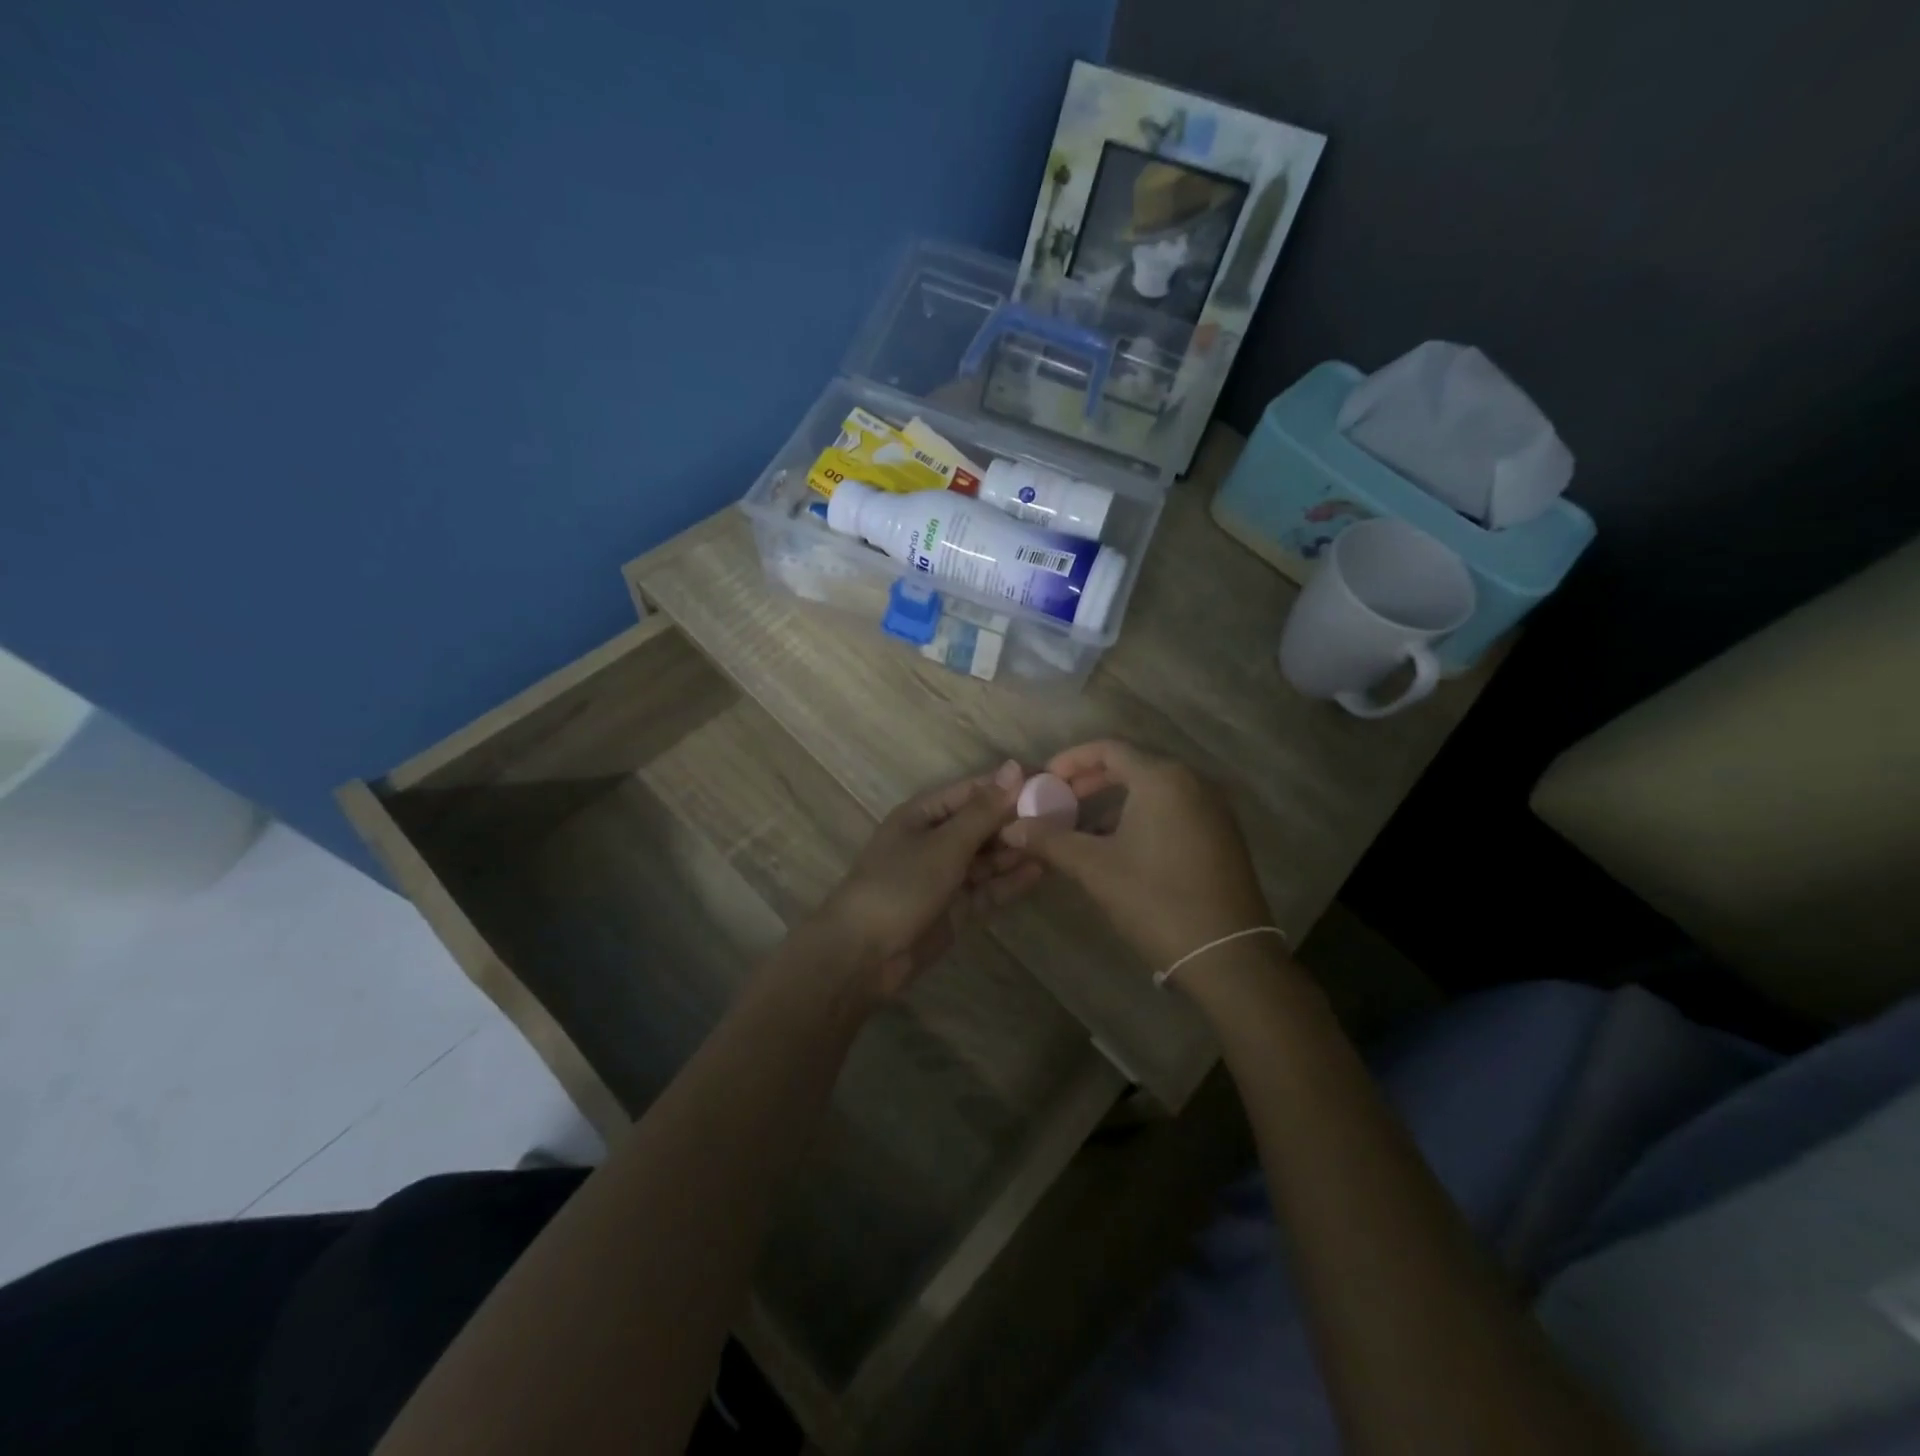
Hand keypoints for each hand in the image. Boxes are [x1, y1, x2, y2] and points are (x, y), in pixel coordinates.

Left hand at [814, 760, 1037, 996]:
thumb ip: (983, 811)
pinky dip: (1011, 880)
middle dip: (1018, 820)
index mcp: (923, 814)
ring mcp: (945, 876)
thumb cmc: (899, 885)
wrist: (864, 955)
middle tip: (1065, 815)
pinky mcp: (955, 908)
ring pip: (988, 857)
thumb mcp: (944, 844)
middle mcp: (935, 840)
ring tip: (1059, 841)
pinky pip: (988, 888)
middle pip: (983, 824)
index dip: (1009, 785)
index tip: (1051, 780)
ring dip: (1018, 850)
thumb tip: (1015, 767)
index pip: (973, 791)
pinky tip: (1041, 871)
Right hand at [1001, 740, 1270, 973]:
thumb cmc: (1155, 900)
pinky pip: (1174, 809)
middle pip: (1133, 765)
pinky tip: (1121, 847)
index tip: (1044, 780)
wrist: (1227, 955)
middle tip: (1059, 801)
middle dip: (1091, 781)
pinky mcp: (1223, 834)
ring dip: (1116, 801)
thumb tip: (1011, 829)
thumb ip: (1050, 840)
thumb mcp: (1095, 867)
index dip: (1071, 761)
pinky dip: (1142, 816)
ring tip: (1084, 828)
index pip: (1109, 749)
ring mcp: (1213, 808)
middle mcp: (1193, 782)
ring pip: (1154, 789)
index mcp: (1163, 778)